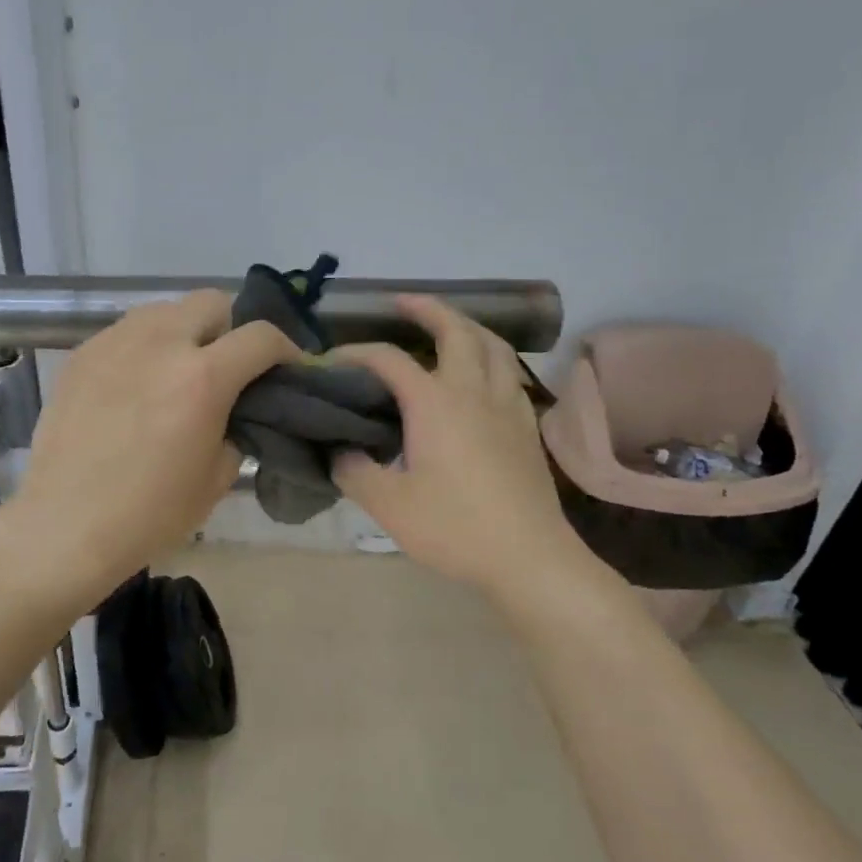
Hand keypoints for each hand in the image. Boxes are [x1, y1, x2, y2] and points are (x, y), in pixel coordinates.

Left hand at [2, 291, 299, 595]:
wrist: (66, 525)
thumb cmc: (150, 513)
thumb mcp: (216, 478)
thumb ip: (236, 428)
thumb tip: (235, 410)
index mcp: (203, 377)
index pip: (261, 335)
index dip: (286, 348)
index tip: (286, 368)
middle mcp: (160, 343)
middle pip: (212, 302)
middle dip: (231, 328)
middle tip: (227, 366)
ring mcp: (115, 342)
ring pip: (165, 310)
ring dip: (185, 331)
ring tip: (178, 370)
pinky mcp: (82, 353)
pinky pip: (127, 332)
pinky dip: (145, 347)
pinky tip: (136, 385)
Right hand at [333, 296, 596, 596]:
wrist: (529, 558)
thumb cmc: (455, 527)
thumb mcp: (388, 506)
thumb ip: (354, 472)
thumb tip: (338, 452)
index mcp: (435, 403)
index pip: (389, 360)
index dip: (357, 353)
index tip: (332, 361)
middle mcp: (473, 392)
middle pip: (456, 331)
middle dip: (428, 309)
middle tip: (402, 303)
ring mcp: (507, 406)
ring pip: (493, 346)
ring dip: (467, 326)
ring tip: (447, 325)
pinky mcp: (527, 426)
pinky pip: (509, 372)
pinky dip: (491, 357)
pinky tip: (482, 375)